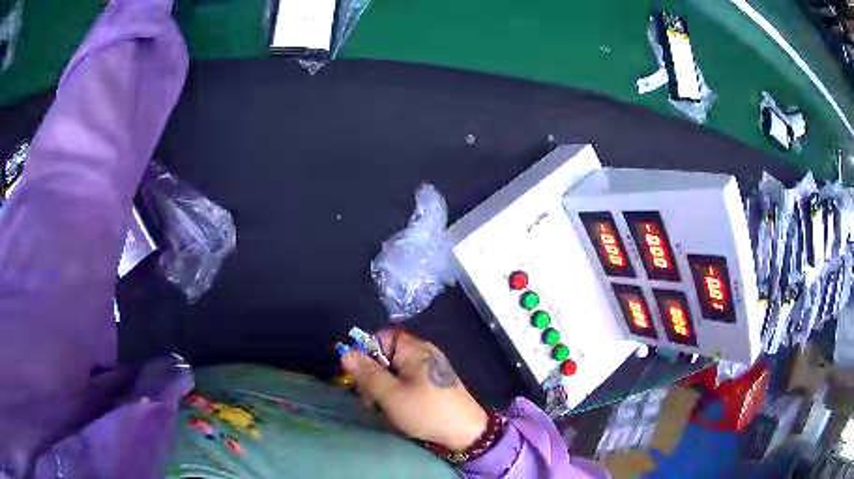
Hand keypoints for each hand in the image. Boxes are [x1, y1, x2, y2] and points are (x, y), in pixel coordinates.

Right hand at [340, 329, 487, 450]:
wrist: (465, 433)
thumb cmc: (426, 411)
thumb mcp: (391, 394)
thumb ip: (367, 373)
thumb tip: (345, 352)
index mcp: (414, 349)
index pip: (380, 337)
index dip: (365, 352)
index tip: (357, 375)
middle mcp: (422, 354)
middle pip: (385, 355)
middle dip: (372, 375)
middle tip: (369, 398)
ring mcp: (428, 369)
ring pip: (393, 371)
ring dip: (381, 388)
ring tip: (380, 408)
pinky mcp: (431, 384)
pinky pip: (405, 382)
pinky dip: (395, 393)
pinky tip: (393, 409)